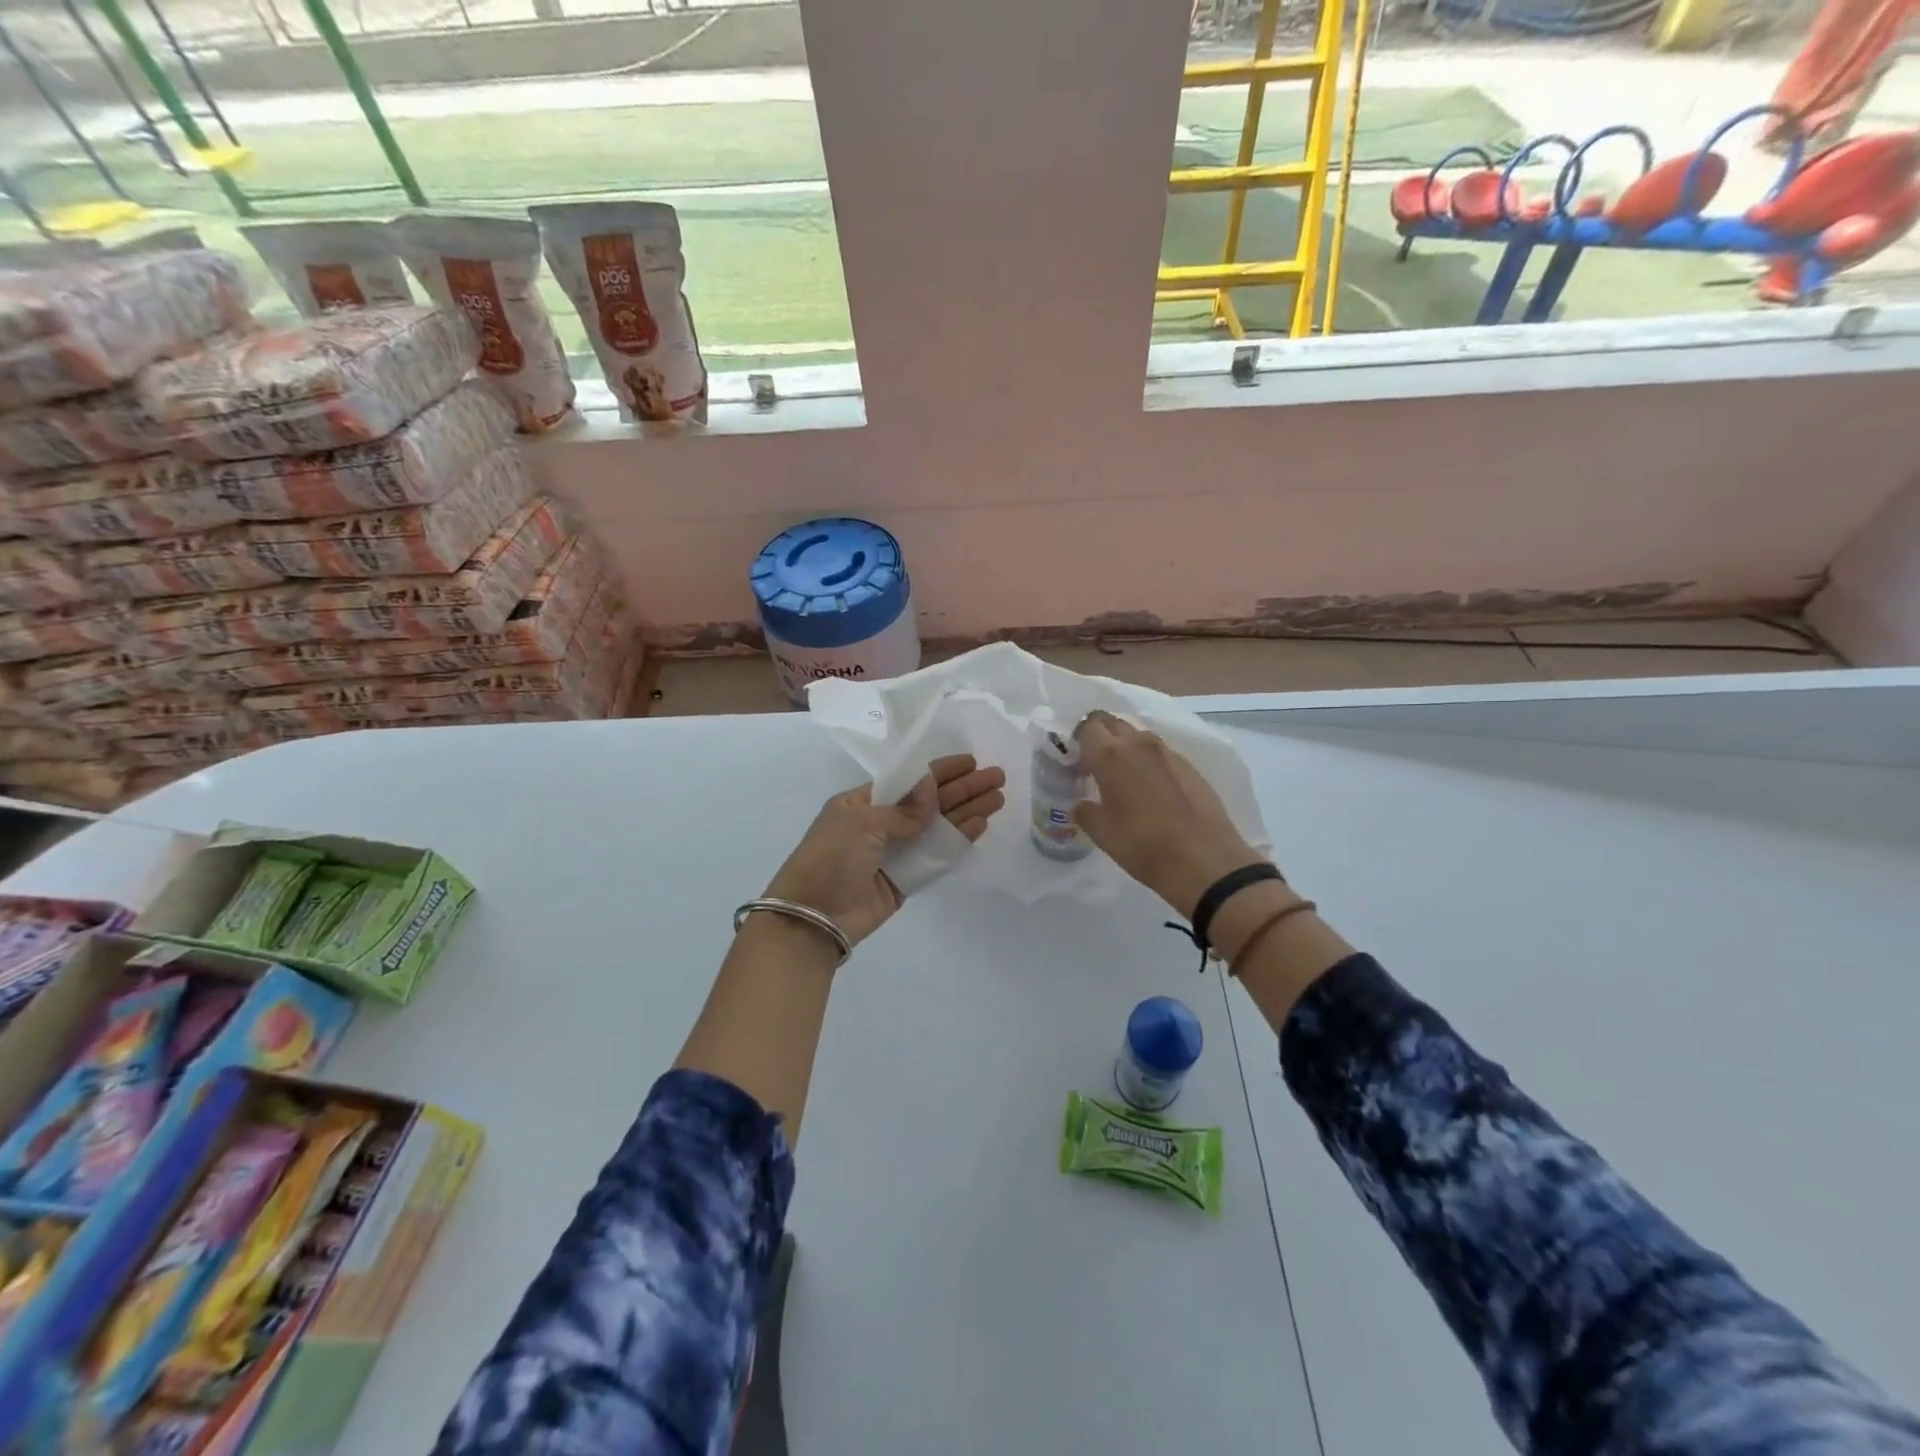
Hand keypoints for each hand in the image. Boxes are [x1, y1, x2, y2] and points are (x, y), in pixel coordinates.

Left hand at [763, 754, 1005, 947]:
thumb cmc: (831, 858)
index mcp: (864, 802)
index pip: (910, 779)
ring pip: (938, 827)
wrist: (813, 916)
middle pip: (930, 802)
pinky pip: (937, 856)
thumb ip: (903, 809)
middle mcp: (882, 823)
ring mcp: (896, 852)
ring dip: (967, 812)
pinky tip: (979, 826)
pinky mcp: (906, 879)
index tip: (970, 761)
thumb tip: (931, 786)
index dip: (941, 770)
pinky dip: (957, 841)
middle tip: (997, 778)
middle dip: (963, 789)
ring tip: (998, 799)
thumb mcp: (862, 823)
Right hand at [1072, 710, 1266, 918]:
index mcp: (1110, 755)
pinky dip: (1149, 762)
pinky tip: (1152, 790)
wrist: (1203, 860)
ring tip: (1124, 777)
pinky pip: (1161, 754)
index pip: (1087, 726)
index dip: (1079, 739)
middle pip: (1113, 723)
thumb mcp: (1102, 833)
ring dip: (1126, 747)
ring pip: (1139, 736)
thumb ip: (1085, 812)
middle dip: (1101, 736)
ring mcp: (1168, 753)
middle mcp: (1139, 744)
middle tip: (1096, 763)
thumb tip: (1081, 805)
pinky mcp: (1190, 766)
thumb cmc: (1142, 845)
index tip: (1076, 759)